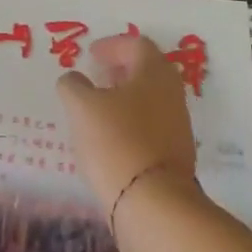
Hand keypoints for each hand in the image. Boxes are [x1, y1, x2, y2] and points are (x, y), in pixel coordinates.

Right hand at [56, 34, 197, 219]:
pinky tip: (111, 140)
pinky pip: (152, 128)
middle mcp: (172, 94)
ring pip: (151, 101)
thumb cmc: (116, 142)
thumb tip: (74, 80)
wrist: (155, 206)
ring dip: (126, 99)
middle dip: (122, 71)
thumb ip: (73, 86)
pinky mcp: (176, 158)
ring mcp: (178, 127)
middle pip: (148, 71)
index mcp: (154, 72)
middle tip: (98, 77)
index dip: (113, 45)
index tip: (92, 55)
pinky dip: (132, 125)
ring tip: (99, 110)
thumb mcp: (82, 107)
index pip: (137, 45)